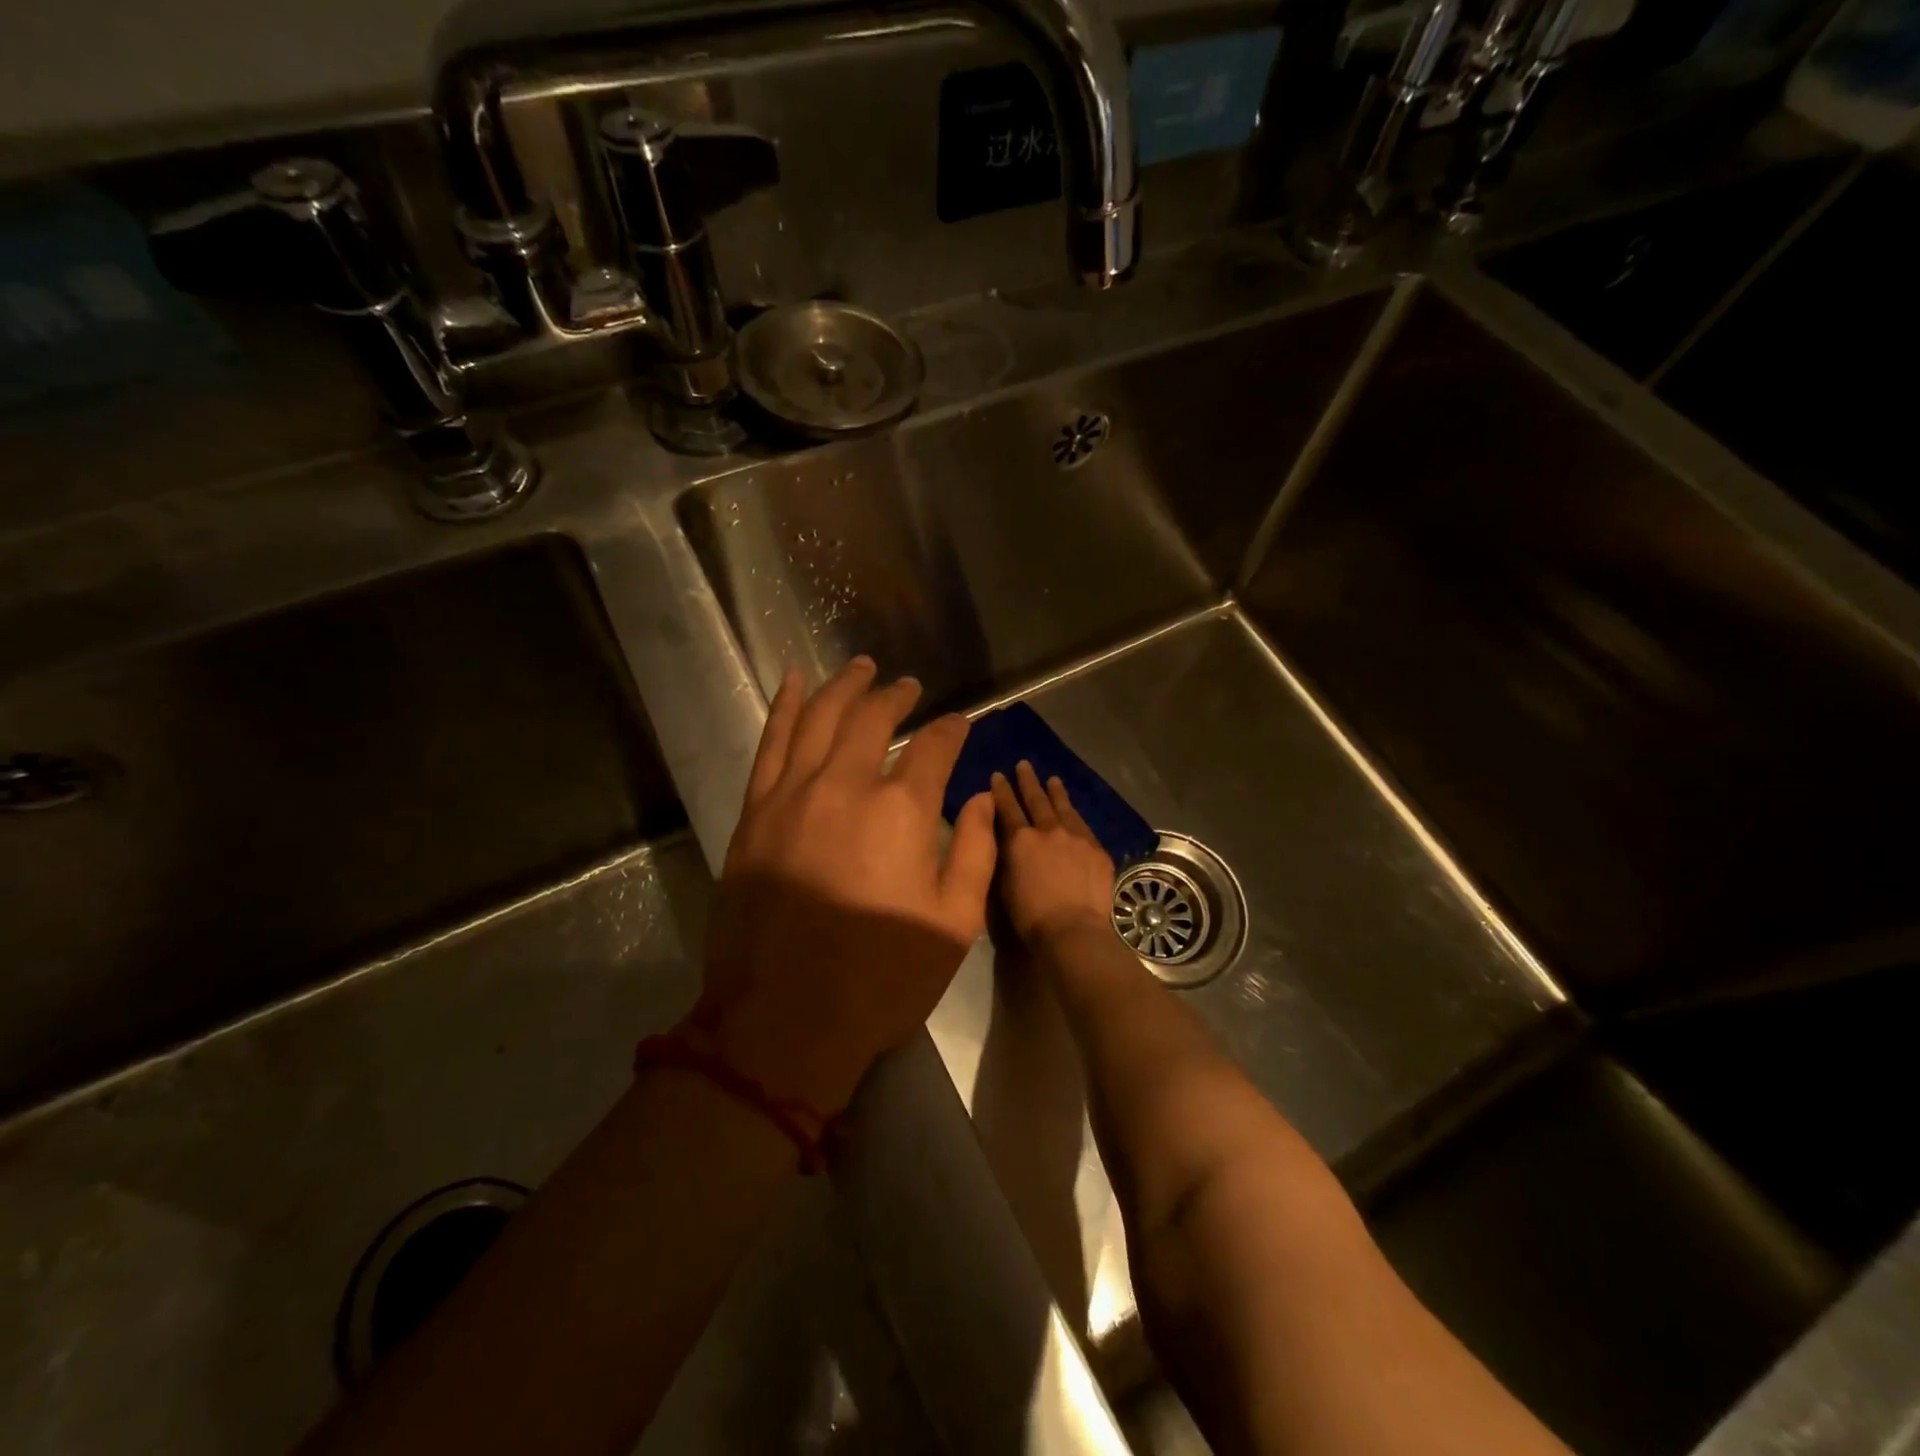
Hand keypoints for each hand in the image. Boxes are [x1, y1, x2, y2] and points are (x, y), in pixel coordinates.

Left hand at [697, 657, 997, 1116]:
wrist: (782, 1022)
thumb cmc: (880, 979)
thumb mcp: (953, 925)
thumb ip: (977, 854)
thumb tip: (983, 803)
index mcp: (902, 811)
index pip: (934, 749)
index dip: (952, 731)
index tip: (960, 724)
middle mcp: (845, 785)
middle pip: (873, 719)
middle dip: (897, 697)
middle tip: (909, 686)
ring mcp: (792, 795)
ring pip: (820, 718)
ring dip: (844, 687)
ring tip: (862, 667)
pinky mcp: (755, 813)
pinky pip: (771, 745)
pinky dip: (785, 708)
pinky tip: (795, 684)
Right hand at [990, 761, 1116, 950]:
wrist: (1073, 929)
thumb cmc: (1030, 916)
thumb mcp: (1005, 884)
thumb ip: (1007, 856)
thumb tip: (1009, 841)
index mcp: (1020, 839)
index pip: (1007, 808)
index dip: (1001, 791)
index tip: (997, 775)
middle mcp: (1048, 830)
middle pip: (1036, 800)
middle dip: (1028, 781)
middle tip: (1024, 765)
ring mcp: (1076, 838)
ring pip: (1064, 808)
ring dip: (1056, 792)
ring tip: (1053, 779)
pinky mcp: (1097, 850)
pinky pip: (1084, 826)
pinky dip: (1076, 816)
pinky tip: (1075, 813)